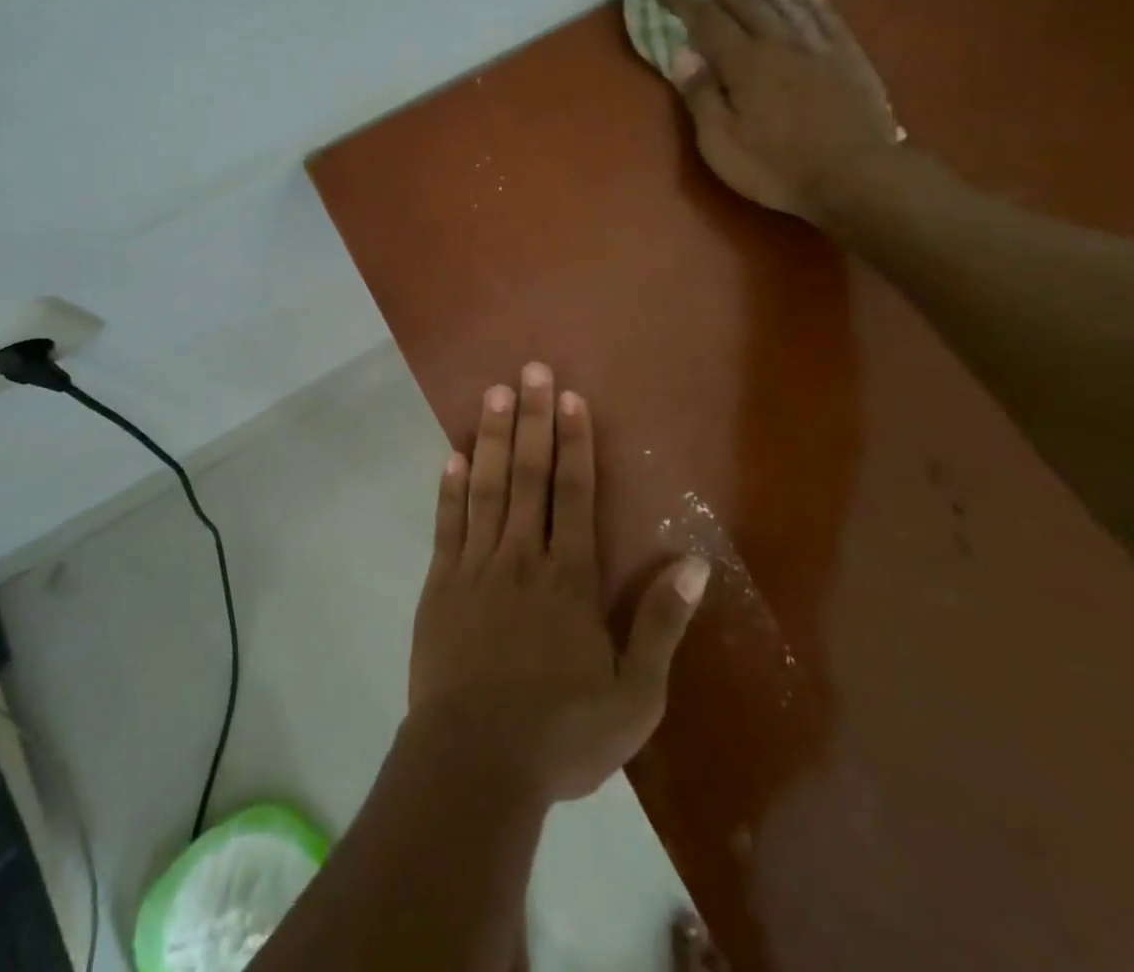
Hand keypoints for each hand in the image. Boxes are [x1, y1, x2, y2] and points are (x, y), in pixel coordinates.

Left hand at [407, 362, 707, 804]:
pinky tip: (452, 456)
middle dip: (532, 419)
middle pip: (529, 474)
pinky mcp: (441, 585)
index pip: (574, 493)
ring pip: (487, 487)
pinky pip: (447, 525)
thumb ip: (661, 625)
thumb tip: (693, 564)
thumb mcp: (635, 696)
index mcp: (569, 578)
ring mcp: (476, 567)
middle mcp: (522, 557)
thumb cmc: (562, 734)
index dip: (574, 441)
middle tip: (529, 369)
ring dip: (490, 438)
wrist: (476, 764)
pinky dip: (450, 488)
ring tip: (492, 393)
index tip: (568, 397)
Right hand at [659, 0, 901, 222]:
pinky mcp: (849, 61)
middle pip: (747, 2)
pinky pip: (830, 21)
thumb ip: (702, 95)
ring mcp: (819, 49)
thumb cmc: (777, 167)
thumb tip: (681, 53)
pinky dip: (818, 3)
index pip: (707, 22)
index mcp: (745, 65)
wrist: (857, 177)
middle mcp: (780, 45)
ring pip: (788, 2)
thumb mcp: (722, 143)